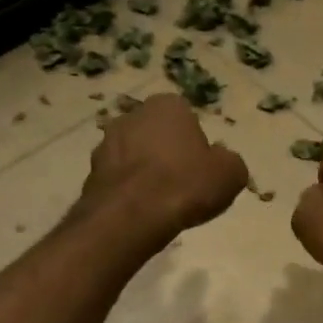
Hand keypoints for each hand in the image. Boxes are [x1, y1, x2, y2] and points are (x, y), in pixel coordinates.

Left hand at [82, 94, 248, 248]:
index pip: (187, 118)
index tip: (203, 168)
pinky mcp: (91, 172)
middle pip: (158, 135)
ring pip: (135, 156)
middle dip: (168, 154)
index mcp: (167, 106)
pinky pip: (120, 179)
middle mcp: (133, 115)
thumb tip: (220, 163)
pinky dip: (130, 191)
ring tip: (162, 203)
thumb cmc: (186, 185)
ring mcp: (106, 143)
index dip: (196, 144)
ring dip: (146, 173)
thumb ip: (229, 162)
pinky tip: (142, 212)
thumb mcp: (231, 173)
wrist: (132, 216)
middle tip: (184, 185)